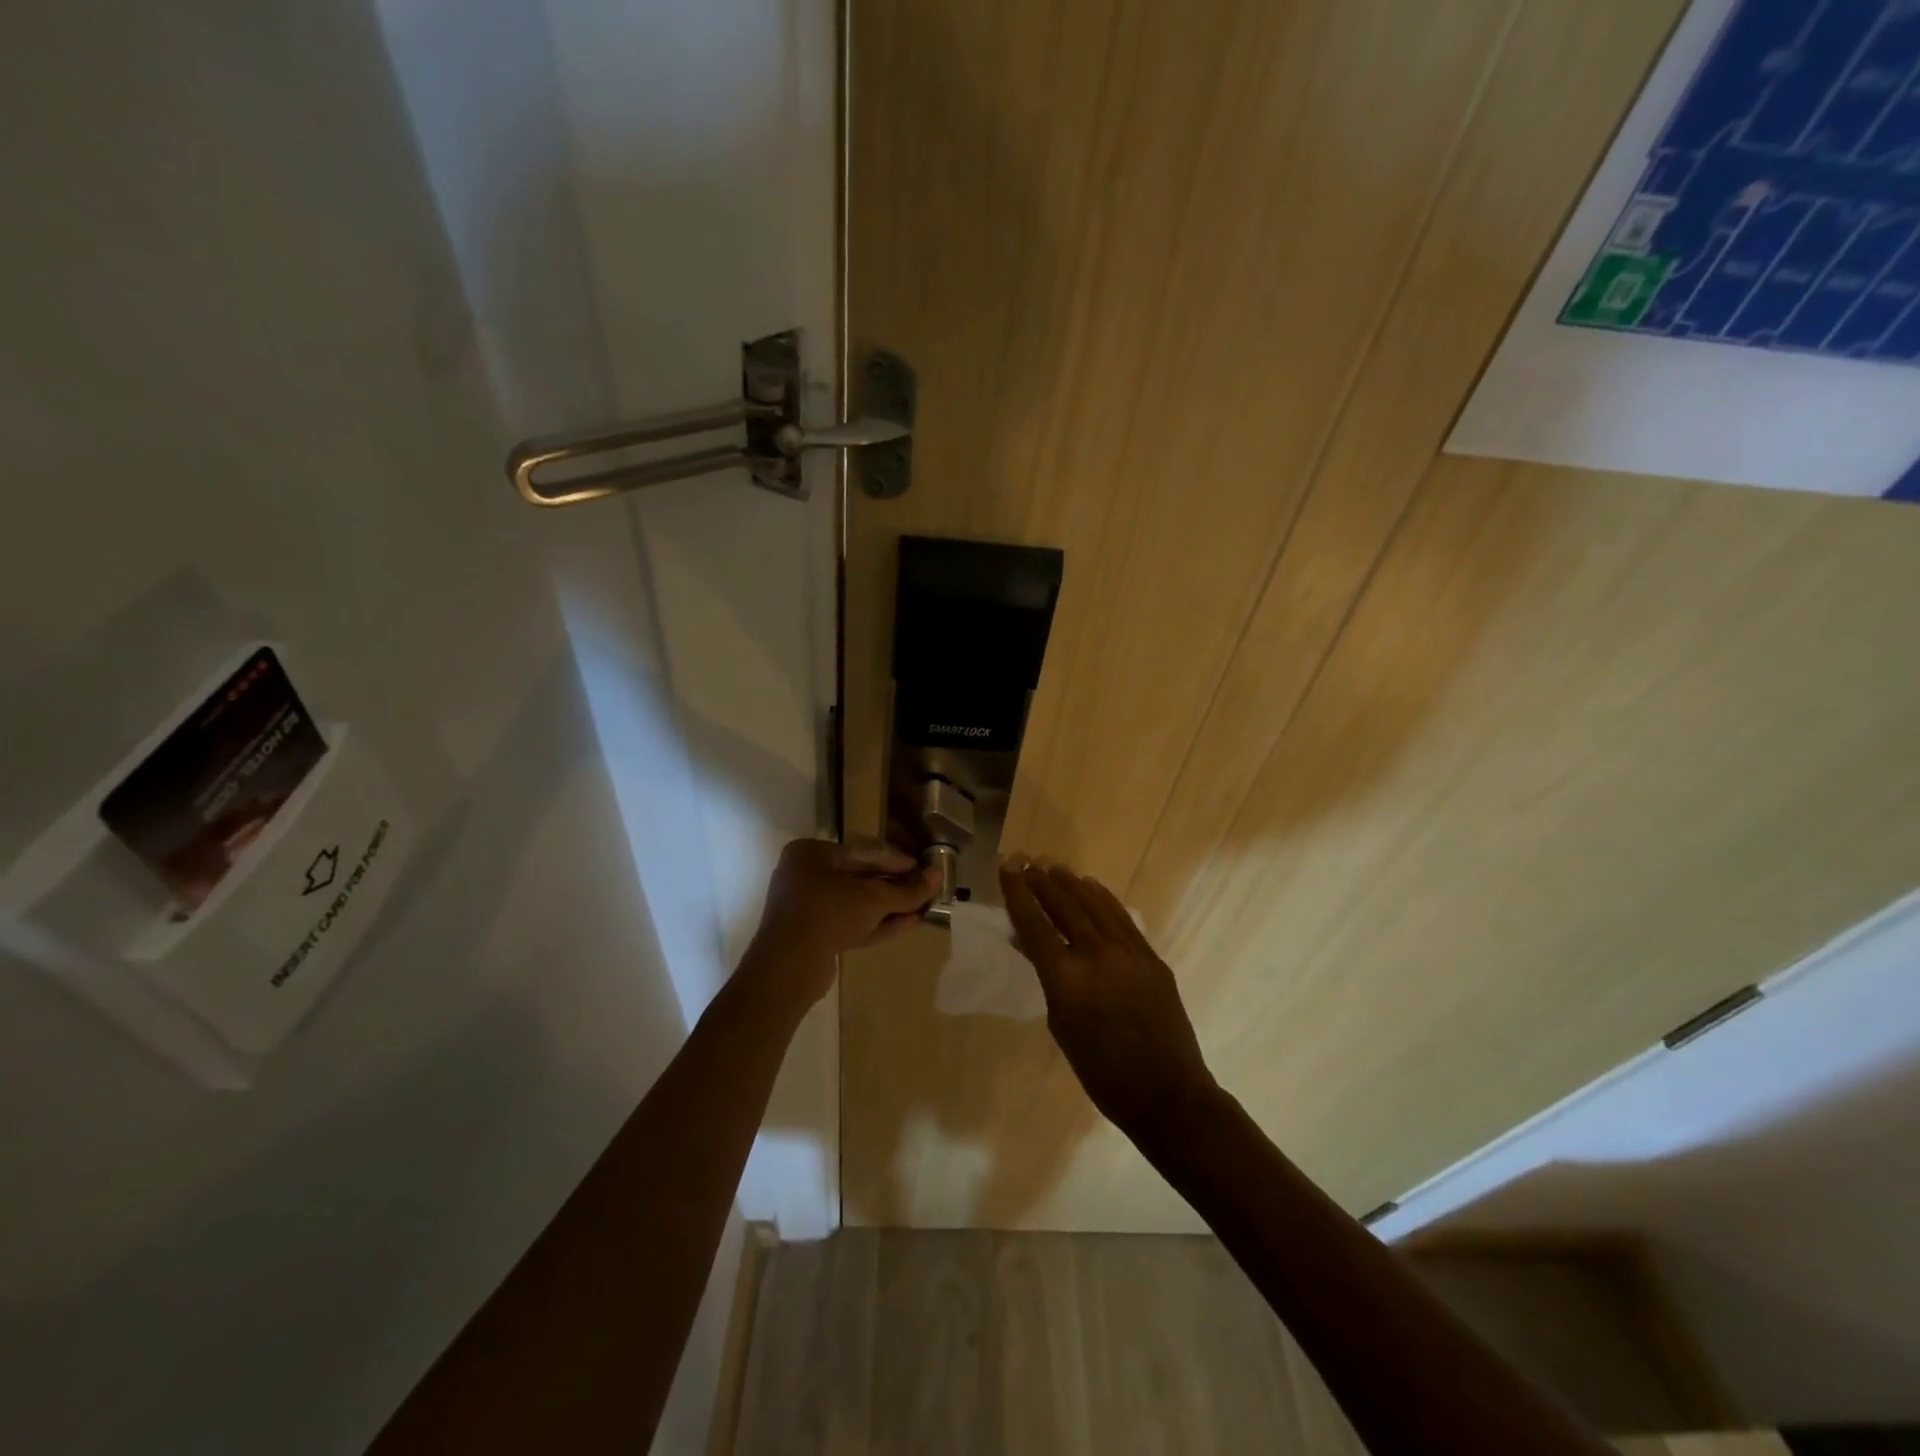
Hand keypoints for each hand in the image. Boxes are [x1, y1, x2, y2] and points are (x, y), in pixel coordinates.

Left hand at [744, 839, 938, 1005]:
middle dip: (894, 887)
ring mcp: (807, 908)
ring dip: (890, 907)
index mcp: (811, 854)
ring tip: (923, 908)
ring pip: (856, 904)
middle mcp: (805, 876)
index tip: (923, 867)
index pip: (863, 853)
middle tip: (925, 889)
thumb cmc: (828, 913)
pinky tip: (909, 924)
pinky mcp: (813, 936)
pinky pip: (850, 923)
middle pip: (860, 879)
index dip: (896, 861)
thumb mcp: (873, 898)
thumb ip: (907, 889)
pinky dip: (877, 924)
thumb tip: (938, 876)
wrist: (788, 967)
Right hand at [1000, 857, 1219, 1143]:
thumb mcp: (1061, 1025)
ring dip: (1071, 884)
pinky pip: (1122, 919)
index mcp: (1066, 978)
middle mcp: (1096, 955)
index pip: (1034, 924)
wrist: (1166, 1093)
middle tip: (1026, 862)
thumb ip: (1047, 978)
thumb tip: (1031, 945)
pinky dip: (1103, 899)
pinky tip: (1091, 887)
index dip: (1017, 894)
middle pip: (1063, 907)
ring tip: (1053, 867)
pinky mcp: (1151, 957)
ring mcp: (1128, 953)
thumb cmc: (1101, 1072)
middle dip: (1041, 882)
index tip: (1007, 869)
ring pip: (1094, 906)